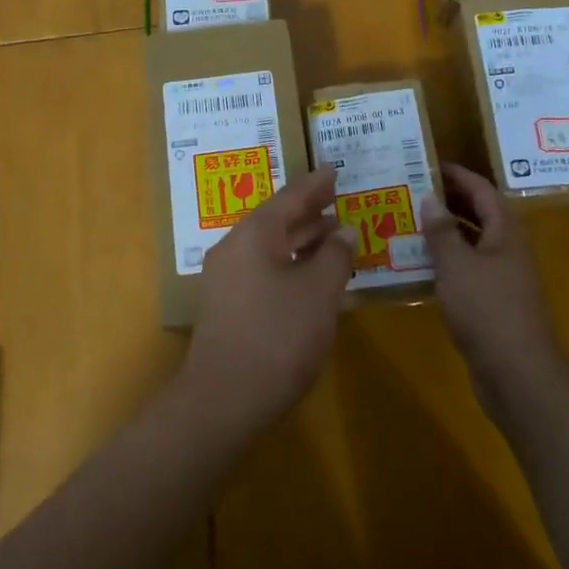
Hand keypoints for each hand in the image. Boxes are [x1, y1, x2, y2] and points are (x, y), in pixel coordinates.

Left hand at [184, 165, 355, 427]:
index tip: (335, 169)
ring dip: (302, 242)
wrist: (225, 399)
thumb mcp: (318, 292)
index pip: (290, 198)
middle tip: (339, 201)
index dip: (316, 185)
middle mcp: (234, 249)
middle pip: (277, 221)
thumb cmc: (278, 336)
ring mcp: (226, 280)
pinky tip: (313, 279)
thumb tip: (344, 230)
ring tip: (334, 237)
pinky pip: (264, 271)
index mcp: (253, 235)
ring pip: (270, 248)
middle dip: (310, 213)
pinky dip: (291, 266)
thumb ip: (335, 255)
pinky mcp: (228, 307)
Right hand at [421, 163, 566, 417]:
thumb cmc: (488, 310)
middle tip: (412, 191)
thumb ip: (442, 231)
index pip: (483, 191)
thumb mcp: (457, 265)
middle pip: (480, 215)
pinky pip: (467, 270)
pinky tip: (417, 265)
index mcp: (507, 232)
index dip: (458, 175)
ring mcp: (503, 278)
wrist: (518, 374)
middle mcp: (509, 249)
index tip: (427, 164)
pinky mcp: (493, 303)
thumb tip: (430, 198)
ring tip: (407, 222)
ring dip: (444, 232)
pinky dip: (445, 262)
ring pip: (472, 244)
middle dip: (449, 201)